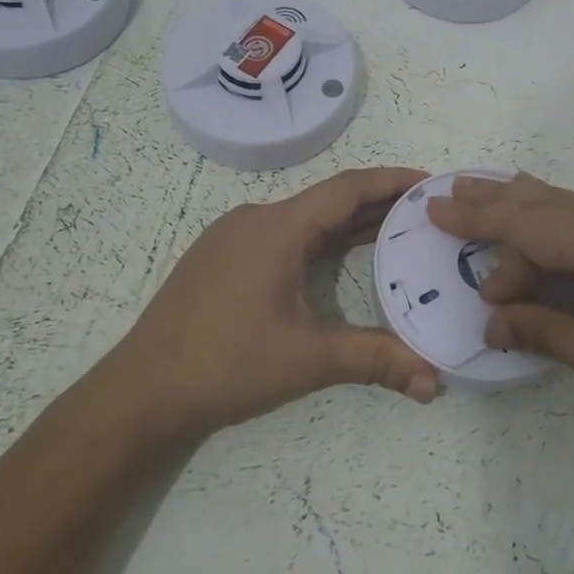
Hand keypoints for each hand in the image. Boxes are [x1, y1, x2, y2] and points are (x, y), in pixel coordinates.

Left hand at [110, 168, 441, 437]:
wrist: (140, 392)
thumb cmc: (225, 364)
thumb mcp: (307, 359)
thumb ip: (374, 360)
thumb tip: (434, 383)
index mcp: (277, 228)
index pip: (347, 188)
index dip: (392, 181)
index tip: (431, 182)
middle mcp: (256, 219)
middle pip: (328, 200)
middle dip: (378, 203)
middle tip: (425, 212)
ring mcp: (234, 237)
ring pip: (305, 218)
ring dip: (349, 222)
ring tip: (396, 231)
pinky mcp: (222, 258)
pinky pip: (284, 234)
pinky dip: (320, 239)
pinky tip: (340, 257)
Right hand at [427, 174, 573, 439]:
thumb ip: (550, 335)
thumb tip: (496, 320)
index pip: (531, 231)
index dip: (490, 245)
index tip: (462, 265)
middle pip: (543, 202)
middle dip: (491, 201)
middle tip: (443, 194)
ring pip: (569, 203)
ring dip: (523, 206)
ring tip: (478, 192)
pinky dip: (558, 222)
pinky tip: (540, 220)